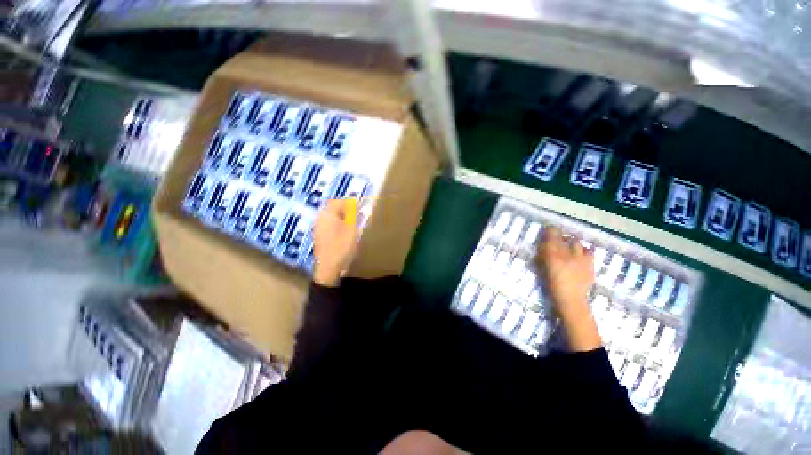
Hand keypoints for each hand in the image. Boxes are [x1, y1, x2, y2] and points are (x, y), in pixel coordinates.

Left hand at [313, 198, 358, 286]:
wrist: (328, 269)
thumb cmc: (342, 247)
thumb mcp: (352, 229)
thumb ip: (354, 214)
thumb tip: (355, 203)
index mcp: (327, 214)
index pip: (337, 201)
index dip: (349, 202)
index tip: (360, 207)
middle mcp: (320, 219)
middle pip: (333, 208)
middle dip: (346, 209)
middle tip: (357, 216)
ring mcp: (318, 228)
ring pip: (332, 216)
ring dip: (343, 217)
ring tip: (353, 224)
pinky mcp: (319, 236)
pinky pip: (329, 224)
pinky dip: (338, 224)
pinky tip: (345, 233)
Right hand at [536, 227, 600, 350]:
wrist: (571, 301)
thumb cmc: (551, 287)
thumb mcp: (542, 271)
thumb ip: (542, 257)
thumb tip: (542, 247)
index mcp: (554, 256)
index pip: (552, 236)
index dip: (550, 230)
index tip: (547, 229)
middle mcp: (569, 254)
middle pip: (566, 238)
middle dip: (561, 236)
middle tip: (557, 239)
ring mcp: (582, 259)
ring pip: (578, 243)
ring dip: (572, 242)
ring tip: (569, 246)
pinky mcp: (590, 265)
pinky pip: (588, 251)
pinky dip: (583, 250)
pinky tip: (579, 255)